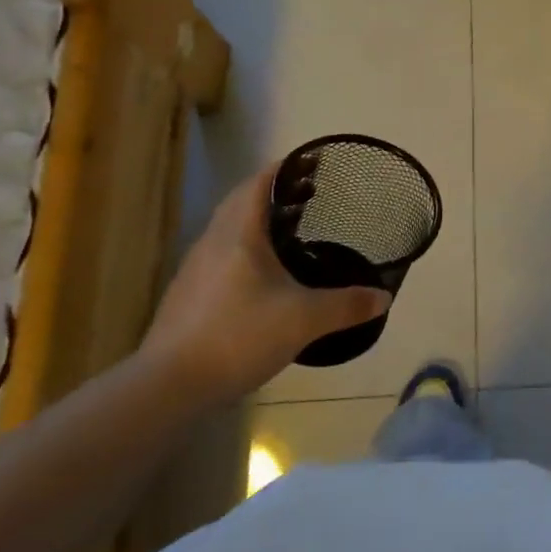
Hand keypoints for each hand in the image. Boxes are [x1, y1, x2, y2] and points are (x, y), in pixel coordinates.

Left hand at [140, 166, 388, 405]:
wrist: (167, 387)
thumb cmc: (238, 336)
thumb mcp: (303, 320)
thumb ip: (346, 305)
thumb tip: (383, 297)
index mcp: (239, 232)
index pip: (260, 181)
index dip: (287, 168)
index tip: (314, 164)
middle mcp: (213, 240)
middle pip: (243, 200)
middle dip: (276, 192)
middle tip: (311, 195)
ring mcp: (195, 268)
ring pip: (229, 228)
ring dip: (258, 220)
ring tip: (292, 231)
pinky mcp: (187, 295)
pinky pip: (221, 254)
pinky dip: (245, 248)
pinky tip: (262, 275)